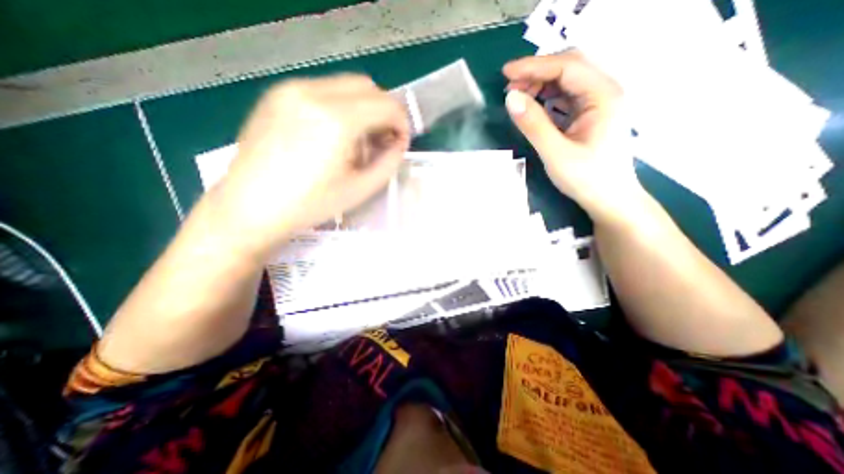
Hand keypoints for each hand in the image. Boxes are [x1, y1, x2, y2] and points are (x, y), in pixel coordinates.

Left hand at [210, 74, 409, 257]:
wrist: (251, 206)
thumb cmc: (310, 204)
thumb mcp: (361, 189)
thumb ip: (389, 163)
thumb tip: (398, 144)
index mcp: (337, 120)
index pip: (386, 104)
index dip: (401, 123)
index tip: (400, 143)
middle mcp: (313, 93)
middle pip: (367, 87)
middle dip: (384, 112)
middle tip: (383, 140)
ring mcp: (291, 90)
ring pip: (346, 86)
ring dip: (363, 109)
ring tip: (359, 140)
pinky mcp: (278, 95)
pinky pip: (323, 90)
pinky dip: (341, 107)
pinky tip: (334, 134)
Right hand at [508, 50, 640, 223]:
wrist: (610, 199)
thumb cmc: (587, 179)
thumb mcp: (556, 153)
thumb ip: (533, 125)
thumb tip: (510, 98)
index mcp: (604, 96)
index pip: (567, 66)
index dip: (534, 66)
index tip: (505, 73)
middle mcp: (605, 92)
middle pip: (569, 67)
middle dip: (537, 73)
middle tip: (509, 87)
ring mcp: (599, 103)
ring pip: (567, 81)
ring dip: (540, 84)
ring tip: (517, 97)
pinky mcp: (591, 114)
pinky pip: (566, 96)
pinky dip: (547, 97)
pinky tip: (533, 105)